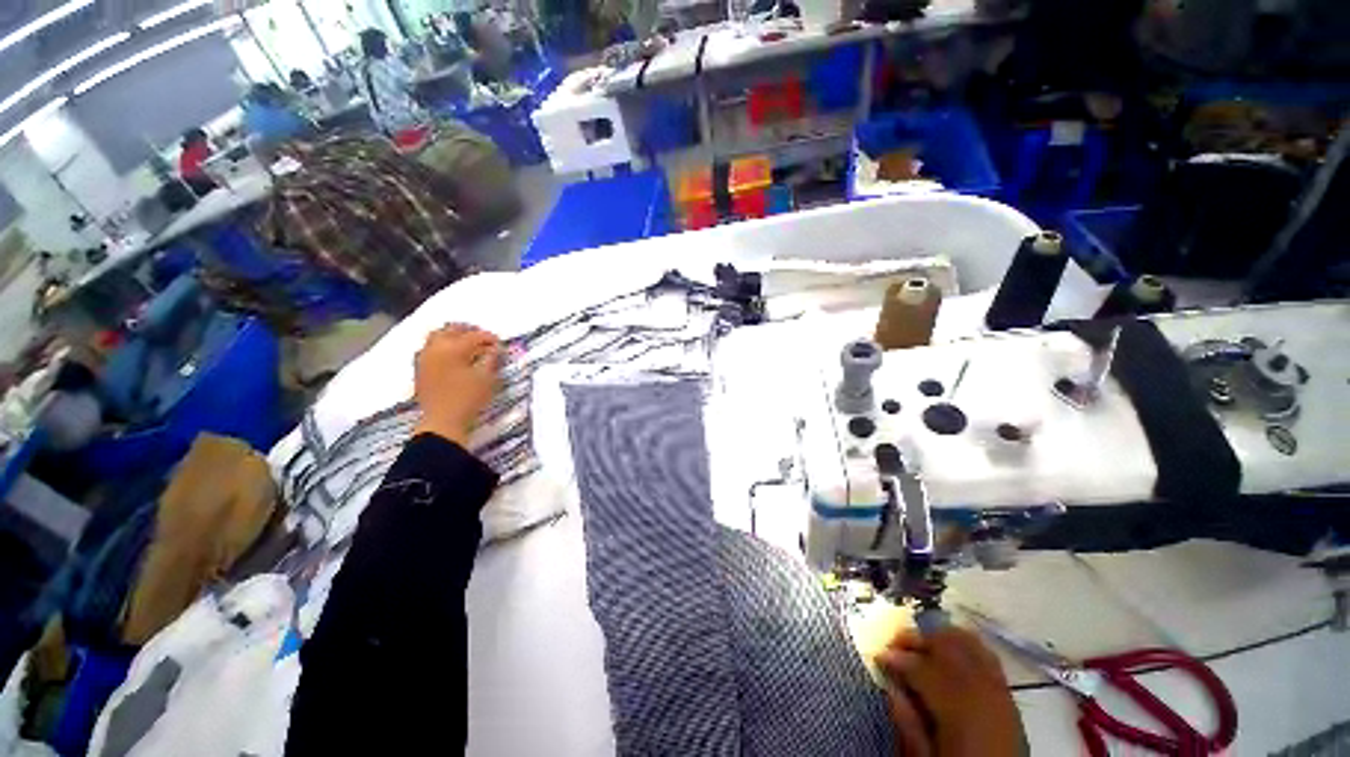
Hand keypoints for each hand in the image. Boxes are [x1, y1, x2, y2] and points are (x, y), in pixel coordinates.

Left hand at [412, 324, 501, 447]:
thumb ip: (491, 358)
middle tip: (483, 338)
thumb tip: (496, 348)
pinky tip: (452, 356)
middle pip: (451, 329)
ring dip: (453, 336)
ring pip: (436, 336)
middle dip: (468, 331)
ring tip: (466, 344)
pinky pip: (429, 348)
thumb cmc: (468, 398)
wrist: (442, 421)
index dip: (489, 338)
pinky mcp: (419, 368)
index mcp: (452, 348)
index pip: (474, 336)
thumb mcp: (486, 378)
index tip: (500, 344)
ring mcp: (424, 358)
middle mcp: (435, 348)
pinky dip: (442, 346)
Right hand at [878, 627, 1024, 756]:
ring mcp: (999, 690)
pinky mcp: (1008, 694)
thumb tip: (890, 687)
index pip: (922, 668)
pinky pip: (986, 656)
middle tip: (895, 644)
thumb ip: (908, 723)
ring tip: (920, 645)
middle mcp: (982, 691)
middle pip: (946, 647)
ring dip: (940, 638)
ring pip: (968, 644)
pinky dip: (964, 646)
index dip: (897, 658)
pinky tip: (950, 652)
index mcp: (958, 710)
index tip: (879, 657)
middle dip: (917, 638)